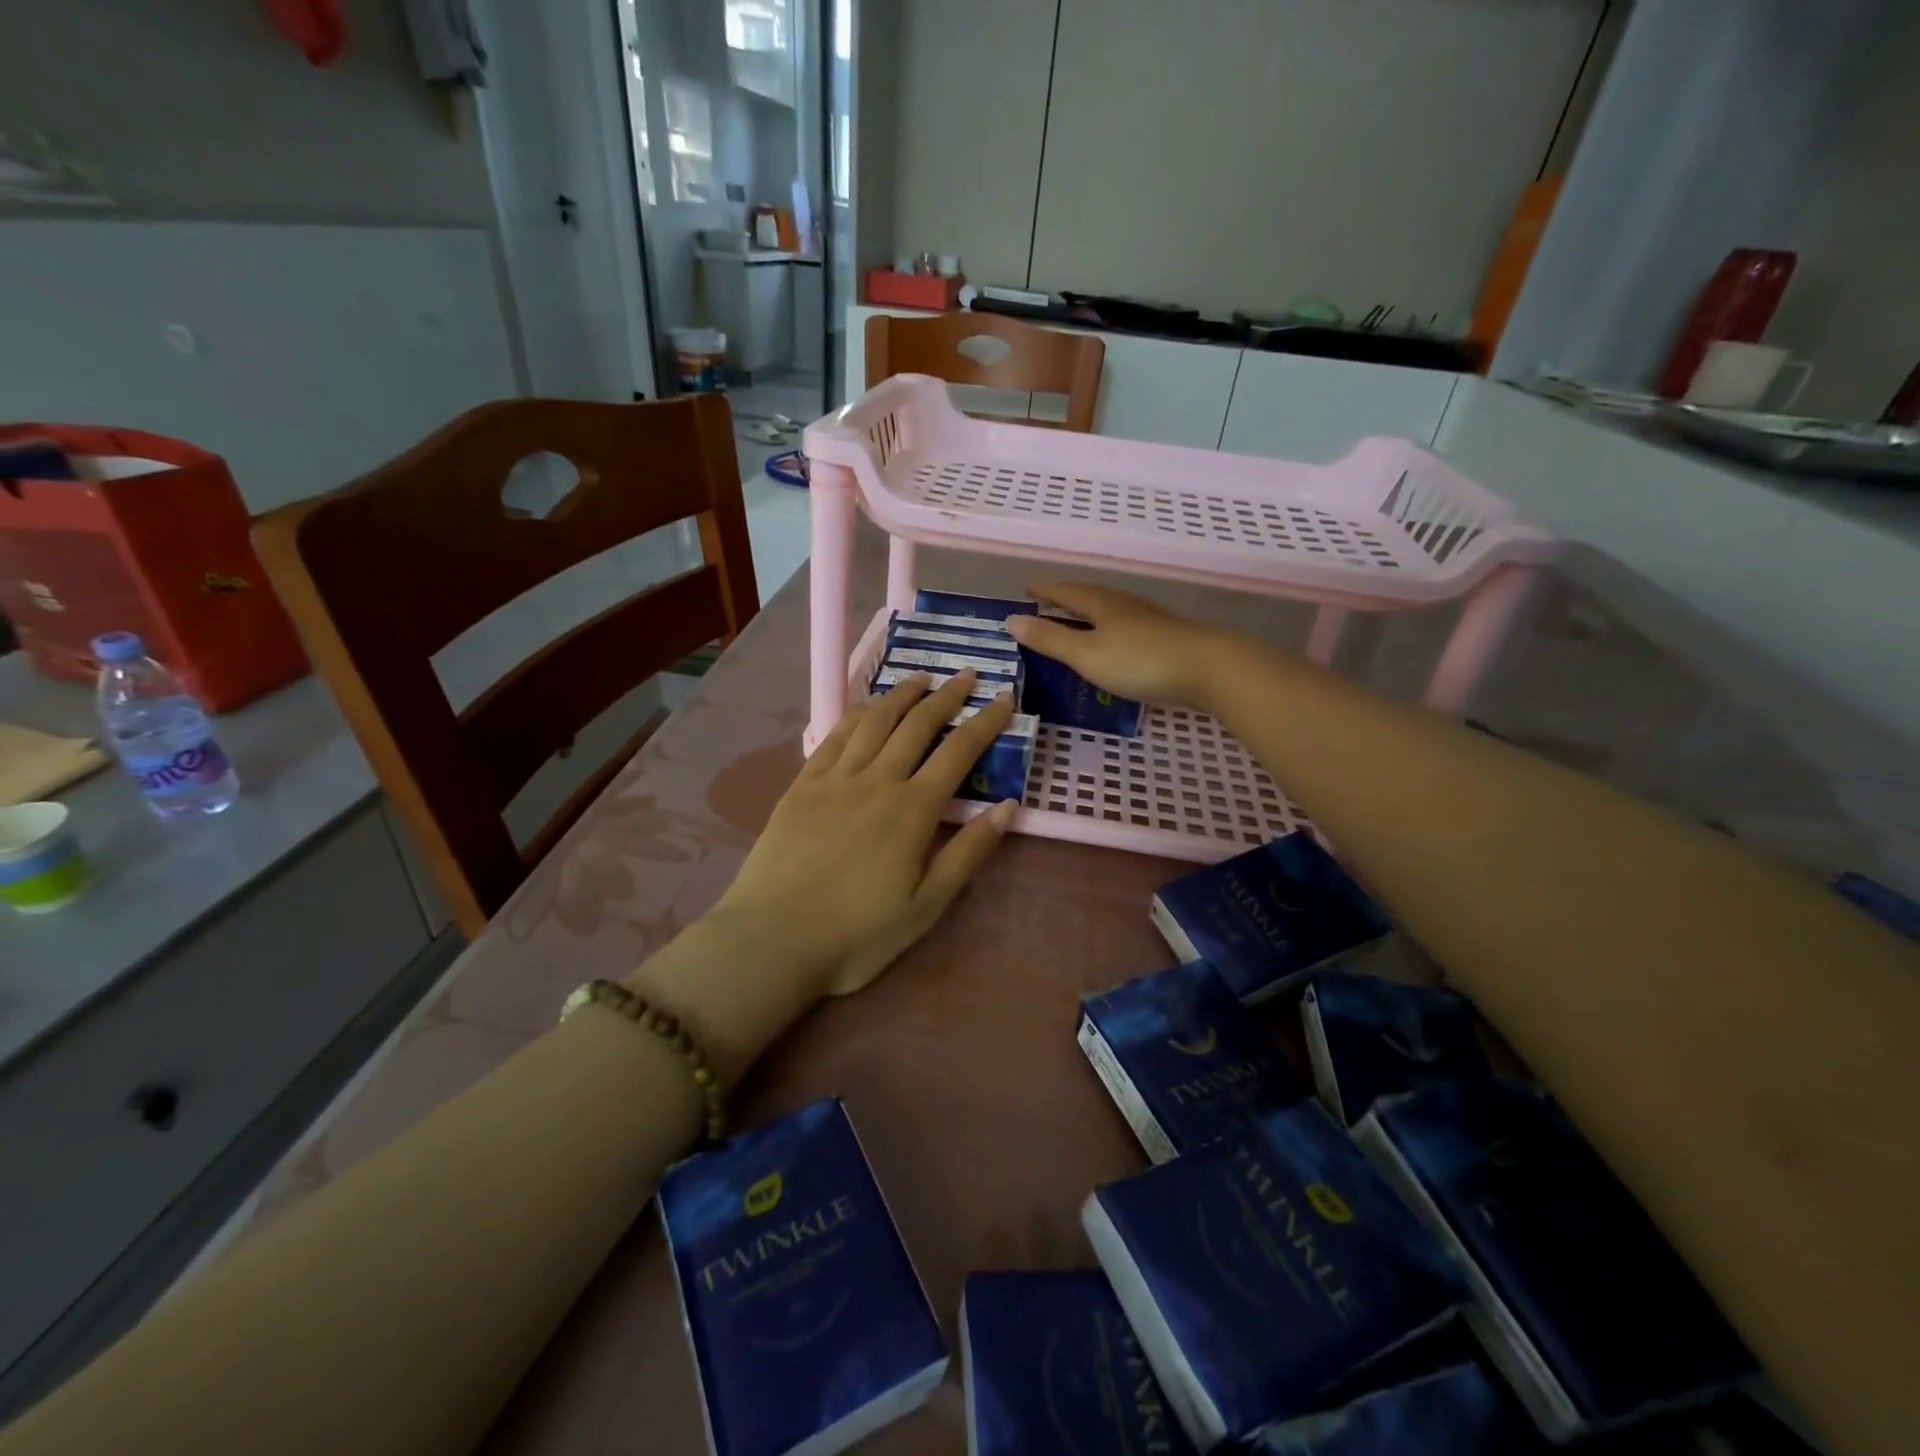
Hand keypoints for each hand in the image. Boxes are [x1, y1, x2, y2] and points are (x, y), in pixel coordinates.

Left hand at [712, 672, 1018, 997]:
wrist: (773, 940)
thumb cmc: (857, 933)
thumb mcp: (926, 905)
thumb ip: (968, 853)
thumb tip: (1007, 807)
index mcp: (912, 810)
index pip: (959, 751)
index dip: (985, 721)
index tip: (1003, 698)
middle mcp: (876, 781)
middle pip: (917, 725)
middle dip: (946, 696)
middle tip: (965, 676)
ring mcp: (834, 779)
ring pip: (874, 721)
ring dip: (900, 695)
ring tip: (920, 680)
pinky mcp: (801, 786)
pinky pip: (834, 736)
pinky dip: (856, 714)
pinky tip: (866, 708)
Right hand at [1005, 582, 1229, 710]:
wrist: (1207, 668)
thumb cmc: (1139, 661)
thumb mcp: (1086, 654)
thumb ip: (1050, 639)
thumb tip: (1012, 620)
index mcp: (1101, 604)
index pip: (1066, 591)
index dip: (1045, 591)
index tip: (1027, 589)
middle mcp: (1123, 605)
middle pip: (1089, 596)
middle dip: (1066, 599)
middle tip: (1046, 603)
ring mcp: (1147, 621)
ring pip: (1109, 610)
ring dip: (1088, 614)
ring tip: (1074, 621)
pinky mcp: (1165, 638)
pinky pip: (1125, 627)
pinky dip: (1108, 630)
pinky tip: (1112, 643)